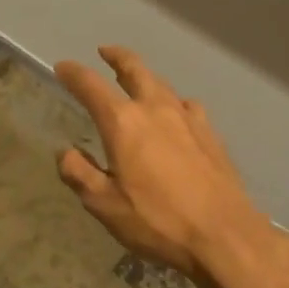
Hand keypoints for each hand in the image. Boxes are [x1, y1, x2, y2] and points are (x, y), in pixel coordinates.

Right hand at [53, 45, 272, 281]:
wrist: (225, 236)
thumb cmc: (158, 221)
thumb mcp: (105, 205)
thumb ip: (79, 174)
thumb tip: (65, 152)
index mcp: (123, 123)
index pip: (91, 86)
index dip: (73, 74)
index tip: (63, 67)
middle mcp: (155, 109)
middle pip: (135, 69)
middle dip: (117, 57)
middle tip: (105, 51)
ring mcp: (188, 118)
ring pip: (162, 84)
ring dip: (145, 76)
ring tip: (137, 80)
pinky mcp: (211, 134)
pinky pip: (187, 105)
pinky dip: (174, 102)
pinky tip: (177, 113)